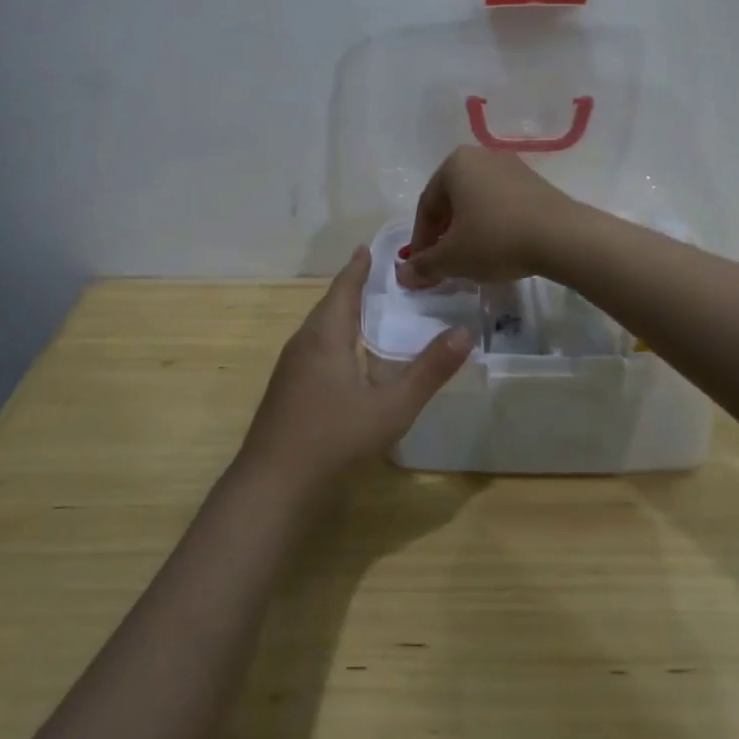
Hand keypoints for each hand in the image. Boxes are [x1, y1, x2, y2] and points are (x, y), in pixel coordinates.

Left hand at [238, 248, 472, 500]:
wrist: (272, 489)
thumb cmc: (333, 440)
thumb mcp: (391, 407)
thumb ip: (429, 371)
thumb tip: (466, 332)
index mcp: (325, 337)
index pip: (343, 289)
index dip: (357, 269)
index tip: (368, 248)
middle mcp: (302, 345)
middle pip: (328, 307)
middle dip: (352, 290)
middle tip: (380, 278)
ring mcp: (289, 372)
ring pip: (319, 331)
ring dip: (342, 316)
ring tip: (369, 314)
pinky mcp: (286, 395)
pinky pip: (314, 352)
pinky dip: (335, 341)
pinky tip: (349, 361)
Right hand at [397, 145, 576, 289]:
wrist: (562, 237)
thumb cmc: (495, 239)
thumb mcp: (453, 258)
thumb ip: (424, 265)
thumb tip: (403, 275)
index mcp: (455, 164)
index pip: (427, 206)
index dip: (420, 240)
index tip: (421, 267)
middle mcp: (481, 156)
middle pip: (452, 201)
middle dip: (444, 234)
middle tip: (443, 263)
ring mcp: (512, 166)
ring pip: (478, 202)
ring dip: (468, 230)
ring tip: (471, 259)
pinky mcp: (535, 182)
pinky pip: (502, 204)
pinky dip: (493, 225)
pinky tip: (498, 248)